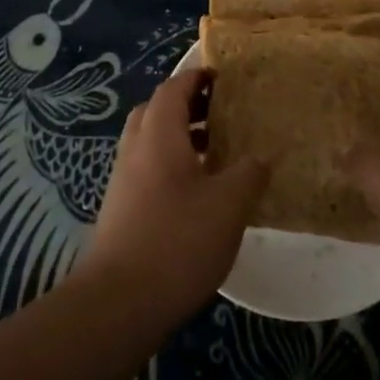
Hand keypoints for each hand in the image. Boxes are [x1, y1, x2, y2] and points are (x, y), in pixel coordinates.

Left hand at [73, 70, 268, 325]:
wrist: (119, 302)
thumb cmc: (177, 241)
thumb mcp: (228, 205)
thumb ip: (249, 174)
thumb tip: (260, 157)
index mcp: (159, 134)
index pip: (174, 88)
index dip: (197, 77)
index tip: (222, 77)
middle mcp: (136, 148)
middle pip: (157, 111)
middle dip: (187, 106)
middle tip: (221, 113)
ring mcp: (124, 180)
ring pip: (151, 142)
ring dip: (180, 137)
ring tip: (216, 152)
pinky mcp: (121, 209)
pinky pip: (148, 169)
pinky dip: (171, 165)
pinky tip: (198, 193)